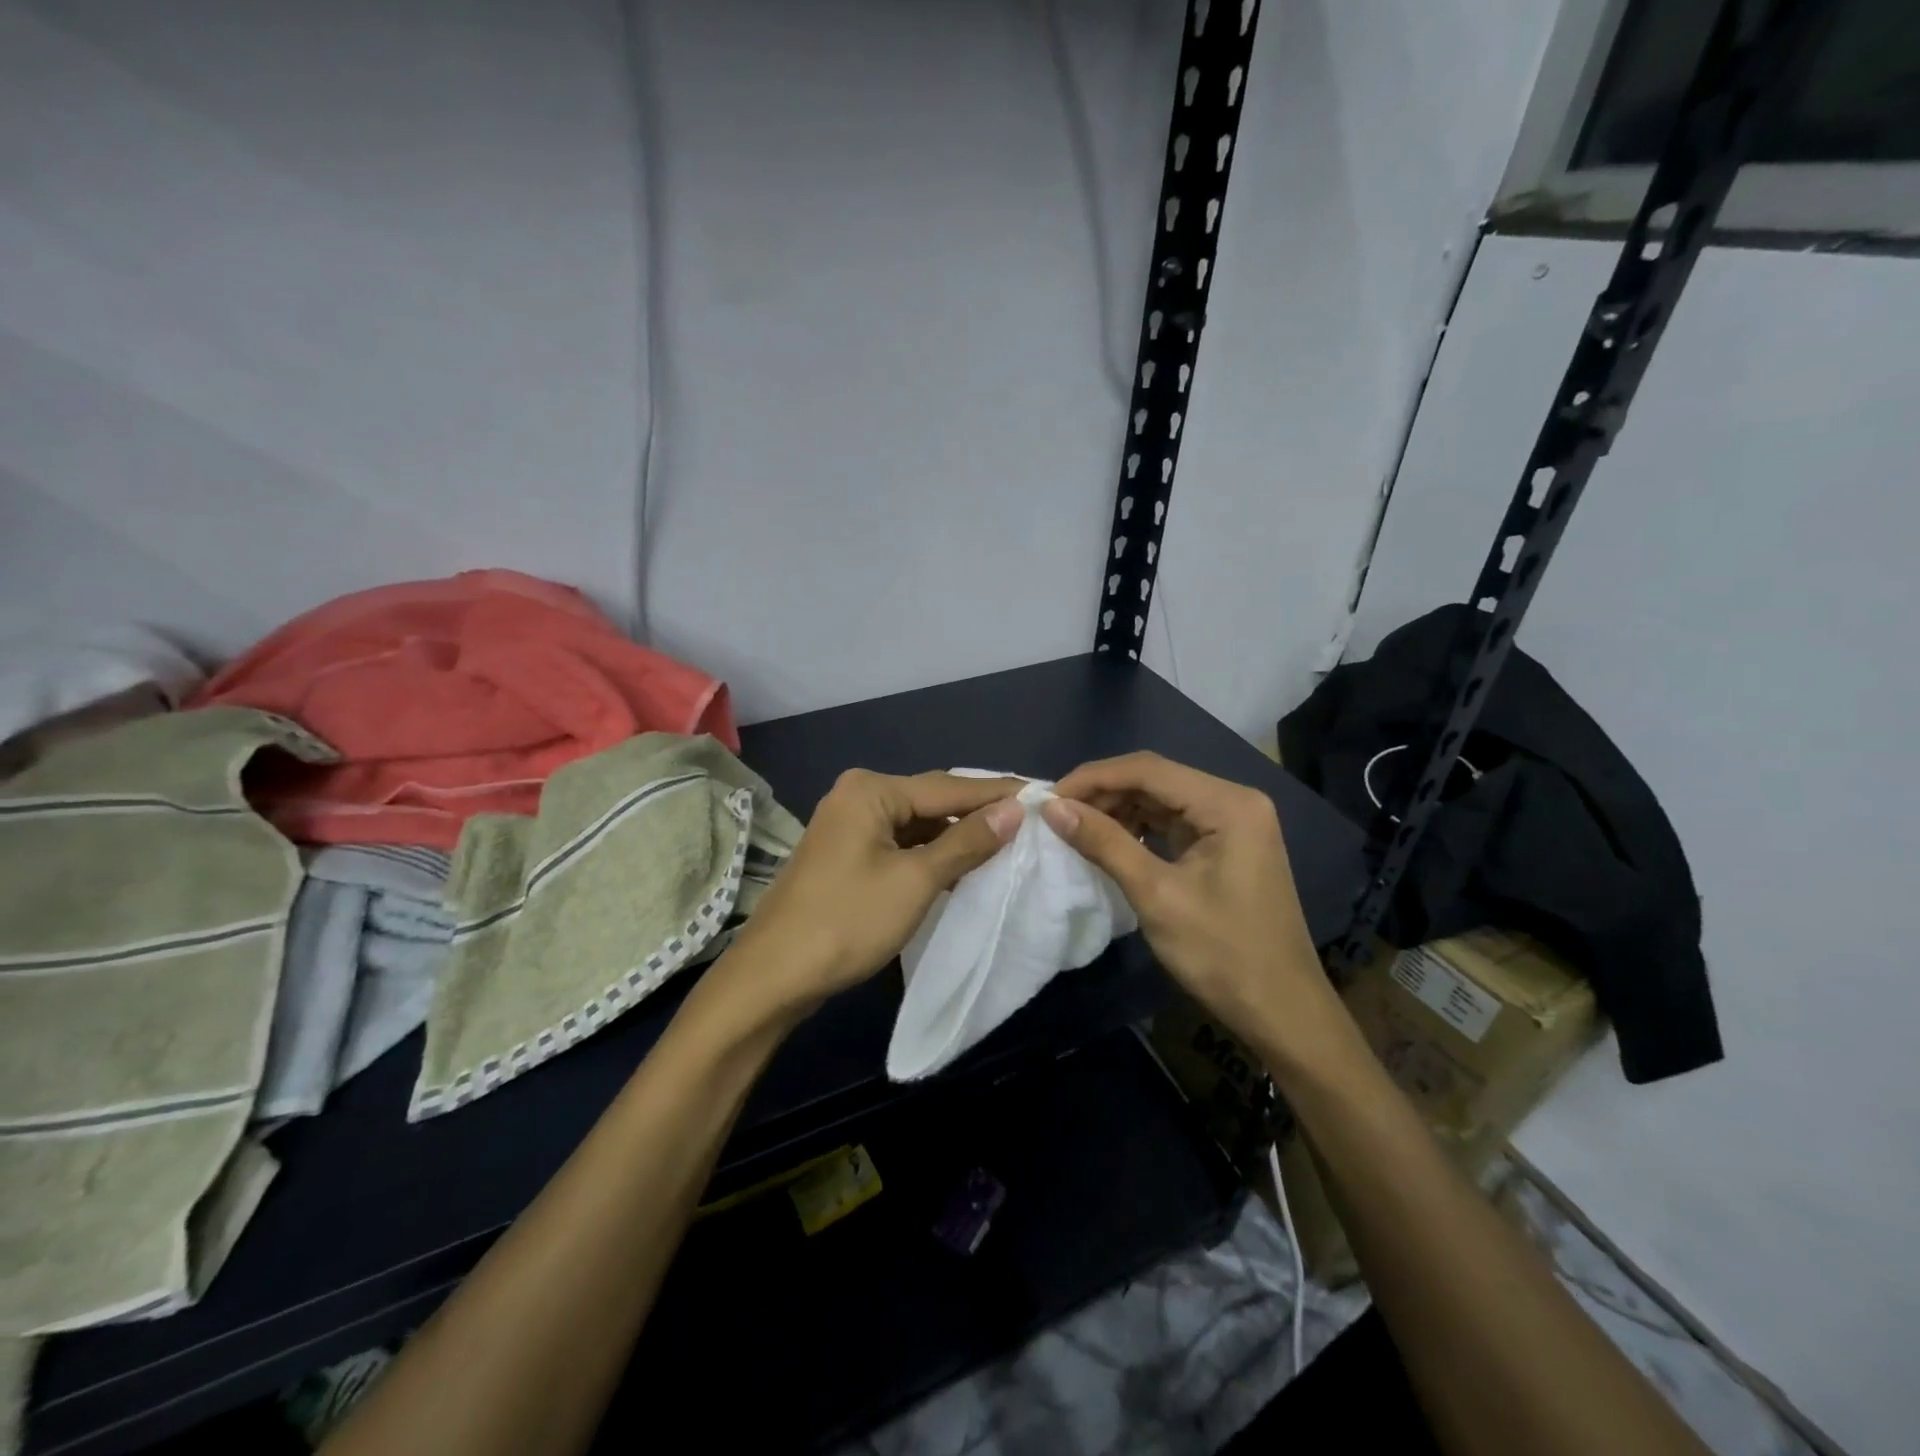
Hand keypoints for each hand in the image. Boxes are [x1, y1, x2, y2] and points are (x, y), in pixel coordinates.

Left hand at [730, 769, 1024, 1016]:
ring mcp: (849, 826)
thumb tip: (1014, 810)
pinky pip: (901, 844)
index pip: (949, 787)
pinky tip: (963, 865)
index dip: (998, 794)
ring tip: (1008, 841)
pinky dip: (932, 854)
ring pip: (917, 825)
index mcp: (872, 790)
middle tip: (1032, 819)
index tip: (1045, 795)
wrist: (773, 977)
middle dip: (979, 813)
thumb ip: (967, 842)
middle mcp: (858, 796)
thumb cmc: (847, 922)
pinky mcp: (847, 855)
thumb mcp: (916, 880)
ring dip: (957, 836)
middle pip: (932, 801)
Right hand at [1043, 752, 1349, 1071]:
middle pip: (1156, 779)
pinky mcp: (1227, 845)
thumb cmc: (1222, 953)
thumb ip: (1104, 843)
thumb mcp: (1156, 896)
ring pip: (1162, 800)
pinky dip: (1139, 828)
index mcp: (1228, 804)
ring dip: (1118, 809)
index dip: (1094, 777)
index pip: (1148, 769)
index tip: (1049, 798)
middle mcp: (1234, 801)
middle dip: (1104, 793)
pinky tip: (1110, 841)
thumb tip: (1052, 808)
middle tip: (1057, 815)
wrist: (1282, 1011)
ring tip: (1075, 827)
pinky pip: (1174, 823)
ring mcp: (1233, 823)